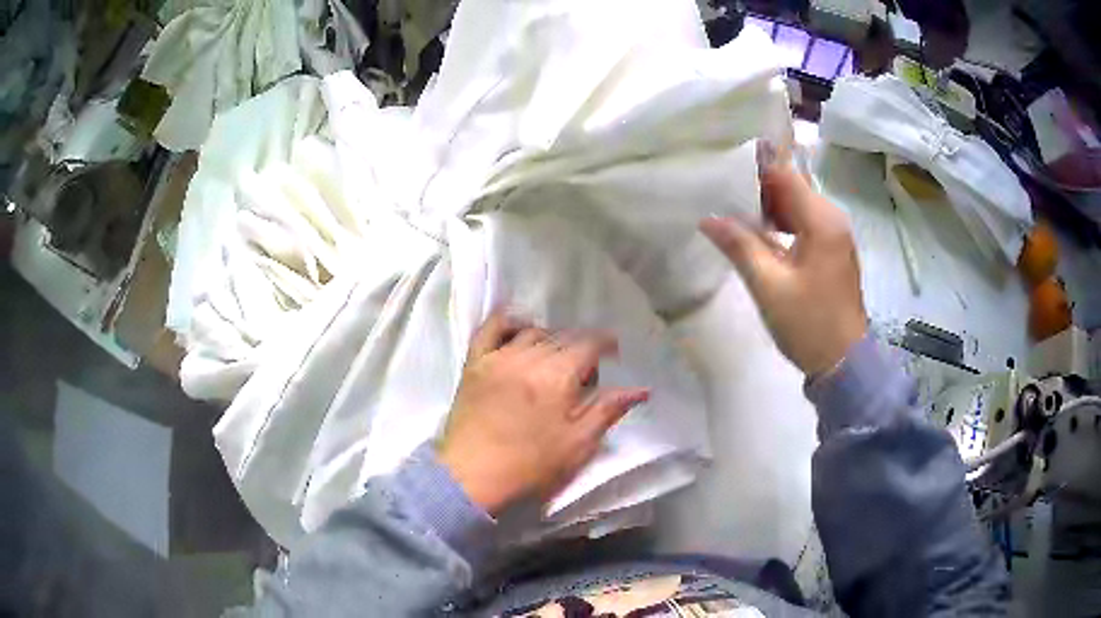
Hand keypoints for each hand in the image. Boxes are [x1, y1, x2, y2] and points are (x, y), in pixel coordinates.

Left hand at [437, 311, 649, 515]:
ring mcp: (498, 357)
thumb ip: (608, 410)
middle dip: (580, 346)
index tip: (613, 354)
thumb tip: (641, 389)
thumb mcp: (578, 445)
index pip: (589, 344)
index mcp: (558, 376)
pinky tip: (518, 327)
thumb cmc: (531, 467)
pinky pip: (490, 328)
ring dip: (550, 337)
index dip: (605, 345)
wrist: (472, 479)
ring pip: (531, 332)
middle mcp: (529, 357)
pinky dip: (507, 321)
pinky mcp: (474, 364)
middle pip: (562, 337)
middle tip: (585, 368)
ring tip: (555, 355)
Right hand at [700, 147, 866, 375]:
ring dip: (770, 208)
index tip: (723, 169)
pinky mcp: (833, 252)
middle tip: (722, 192)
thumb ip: (739, 246)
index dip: (755, 169)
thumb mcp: (769, 286)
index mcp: (822, 220)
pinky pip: (806, 225)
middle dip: (759, 189)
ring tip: (735, 213)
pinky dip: (783, 224)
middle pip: (793, 188)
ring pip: (799, 207)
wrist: (843, 363)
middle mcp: (833, 219)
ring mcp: (836, 236)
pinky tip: (760, 236)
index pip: (786, 175)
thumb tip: (708, 219)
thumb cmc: (808, 323)